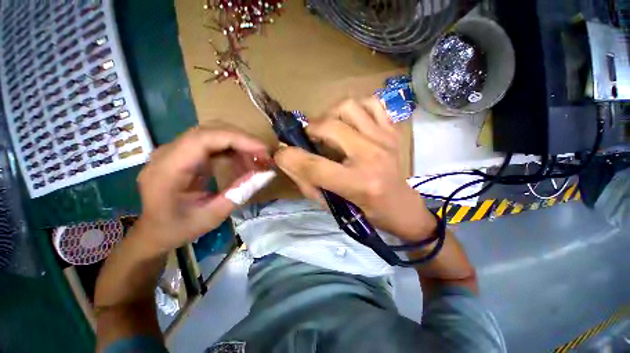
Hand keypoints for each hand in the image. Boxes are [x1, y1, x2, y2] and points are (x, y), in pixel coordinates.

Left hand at [133, 127, 269, 253]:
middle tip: (265, 156)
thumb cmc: (179, 228)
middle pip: (210, 131)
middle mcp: (167, 153)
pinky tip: (243, 163)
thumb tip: (267, 174)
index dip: (238, 139)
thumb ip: (240, 192)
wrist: (154, 231)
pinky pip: (212, 143)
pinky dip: (232, 150)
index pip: (204, 138)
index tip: (263, 150)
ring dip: (239, 145)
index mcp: (167, 169)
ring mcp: (174, 150)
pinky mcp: (184, 153)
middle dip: (243, 140)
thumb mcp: (213, 215)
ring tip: (257, 162)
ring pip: (213, 134)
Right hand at [274, 98, 435, 241]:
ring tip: (329, 129)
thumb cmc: (366, 212)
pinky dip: (356, 108)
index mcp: (359, 183)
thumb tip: (288, 159)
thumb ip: (307, 182)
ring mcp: (385, 139)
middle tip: (308, 140)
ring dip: (330, 116)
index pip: (314, 166)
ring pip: (348, 107)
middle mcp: (373, 156)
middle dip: (309, 130)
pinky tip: (351, 122)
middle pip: (329, 127)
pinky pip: (372, 103)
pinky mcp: (392, 131)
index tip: (280, 154)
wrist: (401, 205)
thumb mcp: (332, 206)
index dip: (289, 157)